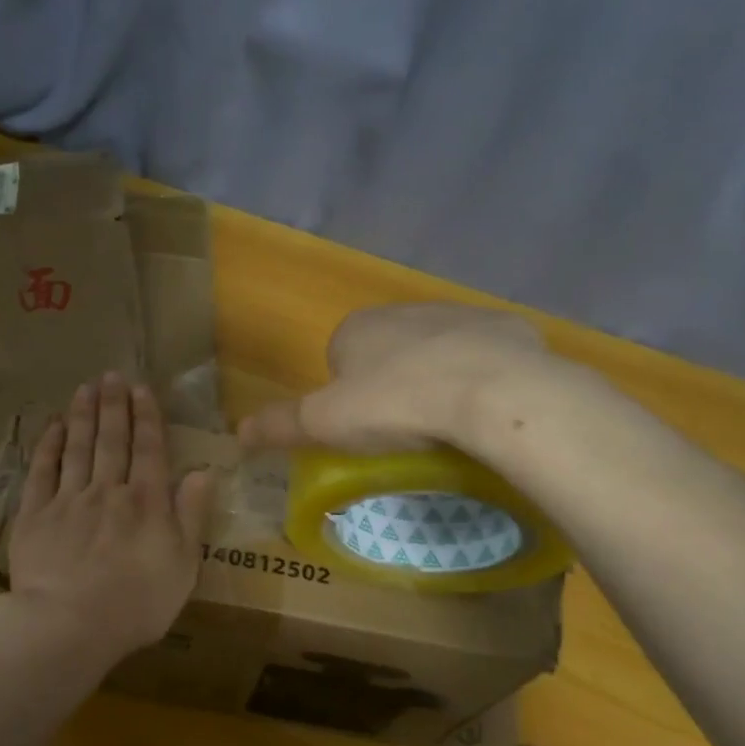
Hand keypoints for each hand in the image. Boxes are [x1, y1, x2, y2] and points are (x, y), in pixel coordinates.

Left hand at [7, 372, 213, 660]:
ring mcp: (68, 500)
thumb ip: (192, 516)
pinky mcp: (35, 515)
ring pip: (78, 448)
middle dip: (114, 405)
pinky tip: (53, 427)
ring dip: (83, 416)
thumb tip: (204, 472)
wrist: (69, 624)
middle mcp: (108, 491)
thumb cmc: (136, 603)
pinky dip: (48, 446)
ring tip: (85, 388)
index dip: (147, 417)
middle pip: (112, 440)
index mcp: (146, 502)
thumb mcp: (183, 566)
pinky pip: (42, 472)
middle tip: (111, 375)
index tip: (142, 389)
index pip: (149, 450)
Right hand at [238, 303, 562, 453]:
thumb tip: (237, 434)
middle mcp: (405, 311)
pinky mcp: (507, 328)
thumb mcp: (325, 424)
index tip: (363, 427)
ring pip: (438, 352)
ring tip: (447, 425)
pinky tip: (487, 410)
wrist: (493, 392)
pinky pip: (487, 357)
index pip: (339, 358)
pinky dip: (484, 379)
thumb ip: (280, 426)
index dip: (346, 395)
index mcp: (357, 328)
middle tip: (403, 430)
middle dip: (392, 385)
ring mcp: (460, 315)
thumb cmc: (396, 406)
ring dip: (437, 379)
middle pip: (389, 353)